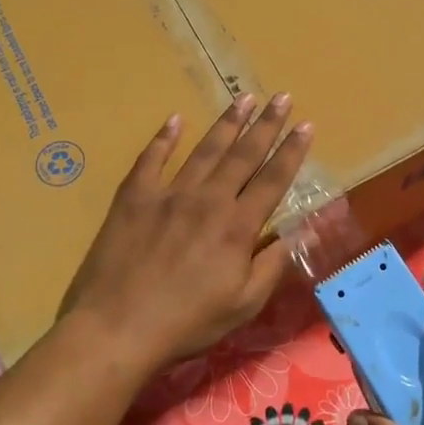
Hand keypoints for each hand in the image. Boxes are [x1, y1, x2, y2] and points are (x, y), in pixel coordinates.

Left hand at [59, 94, 313, 372]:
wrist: (117, 327)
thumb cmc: (186, 322)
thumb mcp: (243, 304)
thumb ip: (272, 265)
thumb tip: (299, 233)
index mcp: (237, 226)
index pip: (273, 180)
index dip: (291, 152)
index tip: (306, 125)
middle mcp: (208, 200)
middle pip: (243, 155)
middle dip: (266, 125)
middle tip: (282, 98)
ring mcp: (169, 194)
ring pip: (204, 150)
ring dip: (227, 123)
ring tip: (244, 99)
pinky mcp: (134, 197)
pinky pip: (152, 159)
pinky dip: (164, 138)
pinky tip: (175, 119)